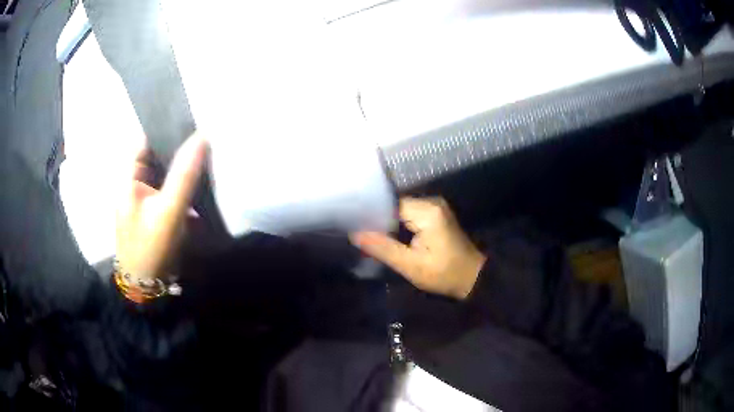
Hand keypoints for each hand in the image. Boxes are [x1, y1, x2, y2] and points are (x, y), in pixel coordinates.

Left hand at [116, 134, 207, 280]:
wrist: (145, 288)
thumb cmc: (152, 247)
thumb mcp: (169, 210)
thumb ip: (184, 174)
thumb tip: (202, 137)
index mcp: (127, 178)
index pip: (143, 140)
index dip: (164, 131)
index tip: (189, 128)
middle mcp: (130, 184)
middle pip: (152, 156)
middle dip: (175, 150)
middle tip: (201, 145)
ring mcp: (138, 199)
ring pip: (159, 173)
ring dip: (177, 169)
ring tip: (201, 162)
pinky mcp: (148, 212)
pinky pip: (163, 190)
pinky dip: (176, 186)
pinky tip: (192, 189)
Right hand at [351, 197, 485, 299]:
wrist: (472, 278)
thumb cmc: (444, 274)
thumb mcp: (411, 265)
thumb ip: (383, 248)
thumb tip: (354, 234)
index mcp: (427, 211)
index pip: (390, 205)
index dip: (371, 216)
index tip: (353, 226)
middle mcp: (431, 202)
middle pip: (395, 206)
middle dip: (378, 221)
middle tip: (358, 234)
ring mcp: (434, 207)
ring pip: (400, 211)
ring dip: (387, 224)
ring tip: (368, 236)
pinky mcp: (435, 215)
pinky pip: (409, 216)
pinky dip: (398, 226)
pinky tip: (387, 237)